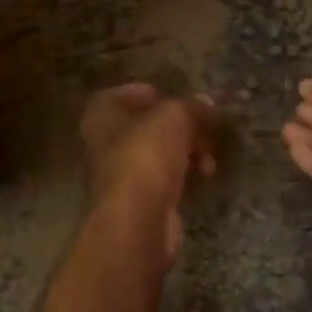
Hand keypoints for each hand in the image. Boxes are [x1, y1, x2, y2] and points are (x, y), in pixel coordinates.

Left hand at [80, 83, 216, 267]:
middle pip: (147, 125)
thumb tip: (205, 104)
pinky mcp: (138, 199)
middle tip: (204, 128)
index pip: (127, 93)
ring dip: (187, 151)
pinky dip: (184, 174)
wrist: (138, 218)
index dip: (156, 94)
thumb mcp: (174, 116)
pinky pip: (164, 177)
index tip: (181, 99)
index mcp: (102, 113)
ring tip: (209, 157)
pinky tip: (203, 176)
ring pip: (158, 152)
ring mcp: (120, 173)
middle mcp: (104, 141)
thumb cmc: (146, 154)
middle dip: (179, 126)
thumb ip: (190, 106)